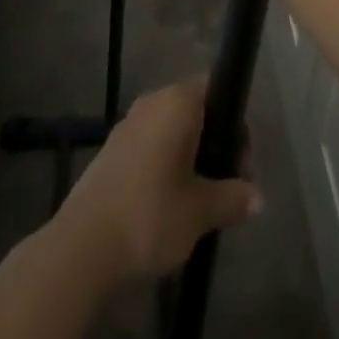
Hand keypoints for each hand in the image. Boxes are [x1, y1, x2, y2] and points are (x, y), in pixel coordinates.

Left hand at [55, 76, 260, 285]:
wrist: (82, 248)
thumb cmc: (149, 216)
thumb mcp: (200, 211)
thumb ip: (232, 198)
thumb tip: (257, 197)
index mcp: (177, 102)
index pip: (217, 90)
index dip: (236, 126)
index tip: (241, 169)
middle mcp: (152, 102)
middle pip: (196, 111)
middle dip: (216, 146)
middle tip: (227, 191)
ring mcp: (128, 125)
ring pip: (172, 131)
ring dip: (191, 158)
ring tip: (200, 204)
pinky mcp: (111, 151)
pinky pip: (151, 146)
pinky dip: (166, 166)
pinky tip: (168, 206)